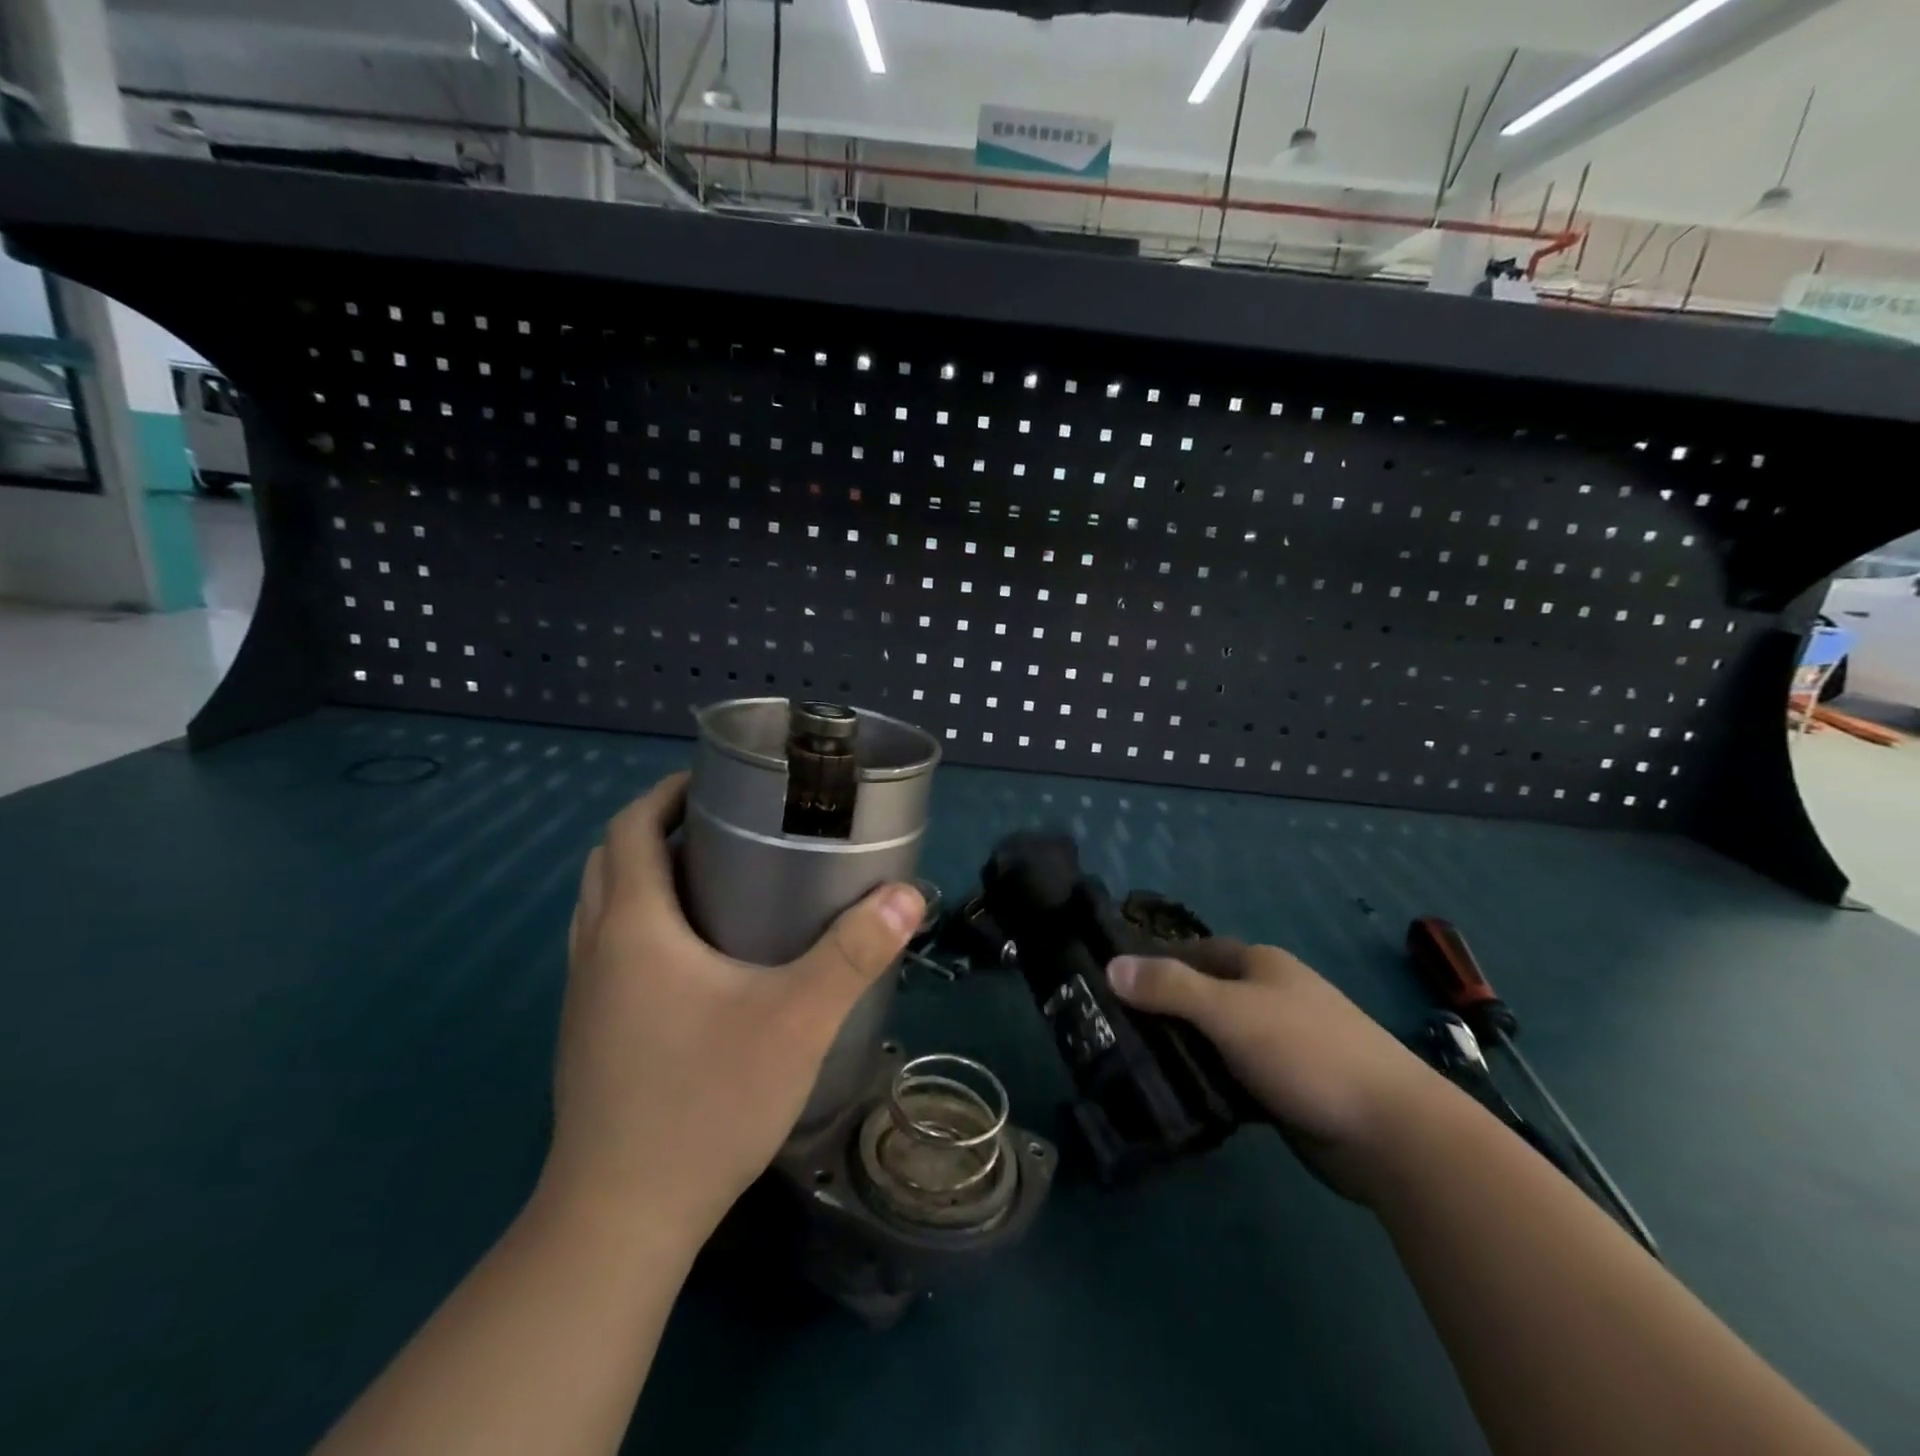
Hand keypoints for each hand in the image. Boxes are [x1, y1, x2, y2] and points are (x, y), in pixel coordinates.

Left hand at [541, 772, 923, 1242]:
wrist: (621, 1218)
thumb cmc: (706, 1102)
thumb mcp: (796, 1020)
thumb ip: (853, 953)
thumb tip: (907, 894)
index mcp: (633, 927)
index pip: (629, 829)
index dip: (665, 794)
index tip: (715, 782)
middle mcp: (596, 950)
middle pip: (610, 860)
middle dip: (656, 828)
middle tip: (721, 825)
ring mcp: (584, 996)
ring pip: (601, 906)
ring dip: (643, 876)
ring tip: (711, 879)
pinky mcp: (588, 1033)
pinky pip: (605, 948)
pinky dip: (639, 923)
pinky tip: (694, 957)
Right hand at [1107, 942, 1443, 1203]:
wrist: (1392, 1132)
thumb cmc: (1306, 1052)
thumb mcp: (1229, 1012)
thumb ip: (1170, 987)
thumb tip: (1110, 965)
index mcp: (1260, 965)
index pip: (1194, 951)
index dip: (1156, 961)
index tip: (1113, 982)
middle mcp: (1269, 995)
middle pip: (1203, 994)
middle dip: (1164, 1009)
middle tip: (1114, 1029)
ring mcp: (1281, 1042)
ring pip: (1216, 1038)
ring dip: (1184, 1048)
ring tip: (1134, 1065)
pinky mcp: (1286, 1086)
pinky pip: (1233, 1073)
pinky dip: (1208, 1080)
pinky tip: (1180, 1096)